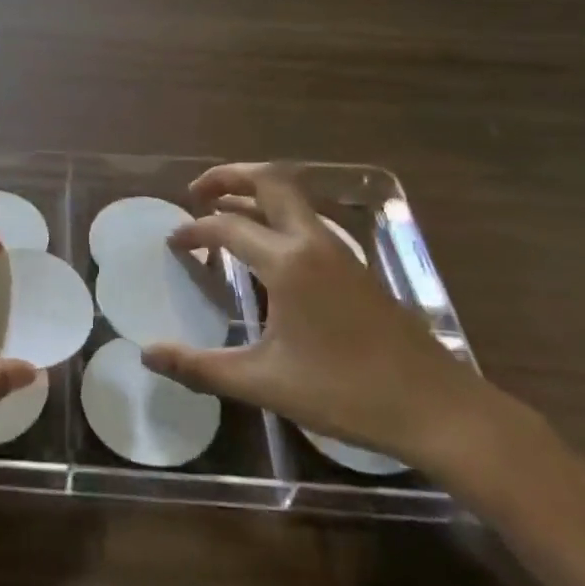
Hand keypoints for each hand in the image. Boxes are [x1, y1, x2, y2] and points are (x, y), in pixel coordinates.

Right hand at [141, 163, 491, 467]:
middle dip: (230, 177)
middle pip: (271, 182)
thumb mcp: (264, 383)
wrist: (437, 408)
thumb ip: (200, 367)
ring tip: (224, 210)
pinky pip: (308, 222)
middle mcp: (314, 243)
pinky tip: (266, 251)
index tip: (173, 244)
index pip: (228, 227)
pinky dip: (277, 217)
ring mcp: (341, 252)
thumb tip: (147, 355)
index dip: (194, 231)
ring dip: (255, 195)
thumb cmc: (346, 392)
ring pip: (293, 200)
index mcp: (288, 262)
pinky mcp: (357, 268)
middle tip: (196, 192)